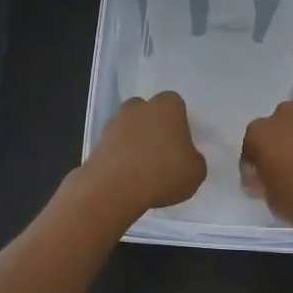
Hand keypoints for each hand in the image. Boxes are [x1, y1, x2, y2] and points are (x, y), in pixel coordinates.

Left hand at [84, 92, 207, 214]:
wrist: (114, 188)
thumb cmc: (163, 173)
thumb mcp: (196, 171)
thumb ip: (193, 158)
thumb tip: (185, 157)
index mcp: (167, 106)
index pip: (174, 103)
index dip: (178, 122)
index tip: (180, 143)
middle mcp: (139, 107)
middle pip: (147, 111)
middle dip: (152, 127)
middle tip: (161, 153)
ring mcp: (114, 123)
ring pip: (128, 127)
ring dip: (134, 141)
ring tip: (142, 169)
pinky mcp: (96, 142)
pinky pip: (113, 146)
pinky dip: (119, 157)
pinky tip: (126, 177)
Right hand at [239, 101, 292, 232]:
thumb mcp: (276, 204)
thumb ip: (265, 186)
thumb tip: (264, 177)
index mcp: (261, 134)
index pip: (249, 151)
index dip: (255, 170)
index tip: (264, 186)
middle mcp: (286, 115)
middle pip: (277, 132)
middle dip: (281, 149)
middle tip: (291, 175)